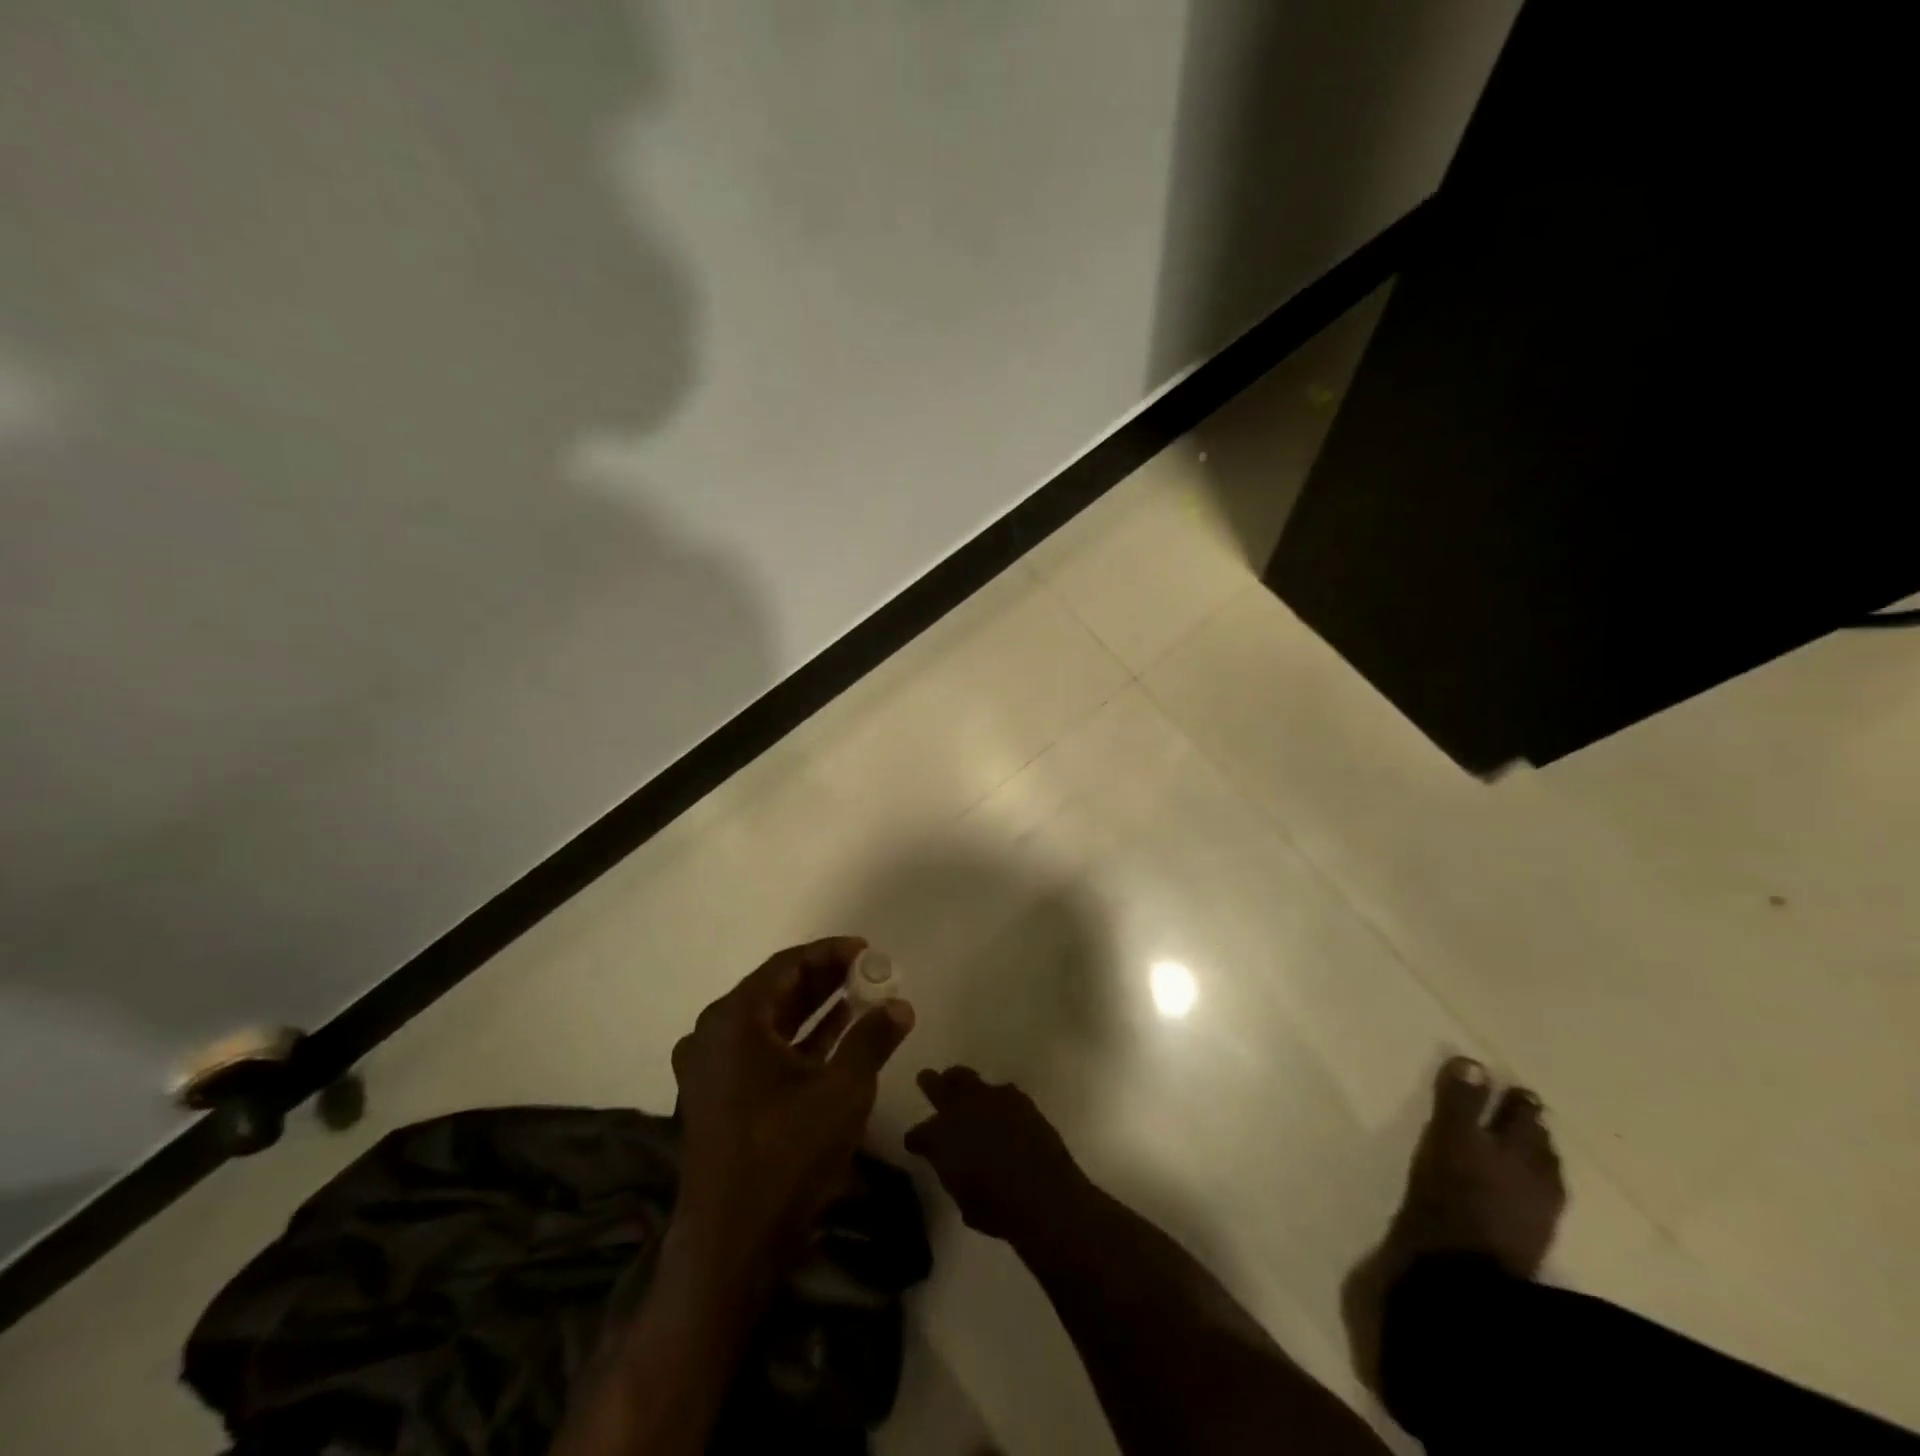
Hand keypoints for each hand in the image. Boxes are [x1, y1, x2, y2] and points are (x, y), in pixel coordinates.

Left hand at [671, 937, 914, 1272]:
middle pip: (776, 990)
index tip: (868, 950)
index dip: (830, 953)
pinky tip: (838, 1035)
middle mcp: (713, 1034)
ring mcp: (711, 1068)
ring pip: (770, 1021)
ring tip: (862, 996)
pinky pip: (762, 1051)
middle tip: (869, 972)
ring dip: (815, 1008)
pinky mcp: (718, 1097)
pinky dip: (799, 1040)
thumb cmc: (786, 1155)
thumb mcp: (842, 1091)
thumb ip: (872, 1039)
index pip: (787, 966)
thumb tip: (901, 1006)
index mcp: (734, 1020)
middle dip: (825, 979)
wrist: (731, 1246)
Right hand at [905, 1066, 1090, 1243]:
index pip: (918, 1133)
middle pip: (936, 1085)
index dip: (916, 1140)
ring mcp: (989, 1098)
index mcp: (940, 1137)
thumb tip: (954, 1168)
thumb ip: (953, 1176)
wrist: (1043, 1193)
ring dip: (960, 1083)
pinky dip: (995, 1098)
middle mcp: (960, 1109)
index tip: (915, 1144)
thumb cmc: (997, 1208)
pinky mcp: (1016, 1097)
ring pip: (965, 1077)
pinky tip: (1000, 1108)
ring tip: (961, 1087)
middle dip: (930, 1082)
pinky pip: (999, 1090)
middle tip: (926, 1079)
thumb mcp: (964, 1200)